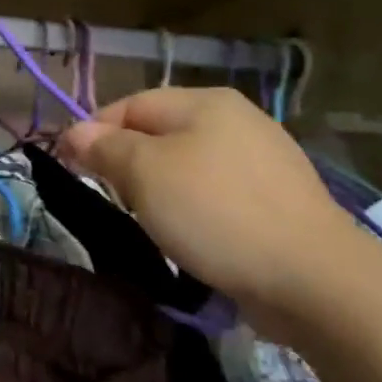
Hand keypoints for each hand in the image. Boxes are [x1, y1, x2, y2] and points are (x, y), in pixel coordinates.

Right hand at [56, 87, 361, 315]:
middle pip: (157, 133)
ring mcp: (262, 160)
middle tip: (111, 197)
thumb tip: (73, 133)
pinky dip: (190, 208)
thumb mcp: (144, 173)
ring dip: (156, 188)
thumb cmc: (215, 212)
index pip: (129, 105)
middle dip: (125, 162)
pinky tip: (189, 234)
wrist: (312, 278)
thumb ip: (104, 147)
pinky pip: (213, 193)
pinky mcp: (275, 200)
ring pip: (184, 165)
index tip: (70, 168)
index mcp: (205, 102)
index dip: (93, 132)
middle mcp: (236, 120)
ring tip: (148, 220)